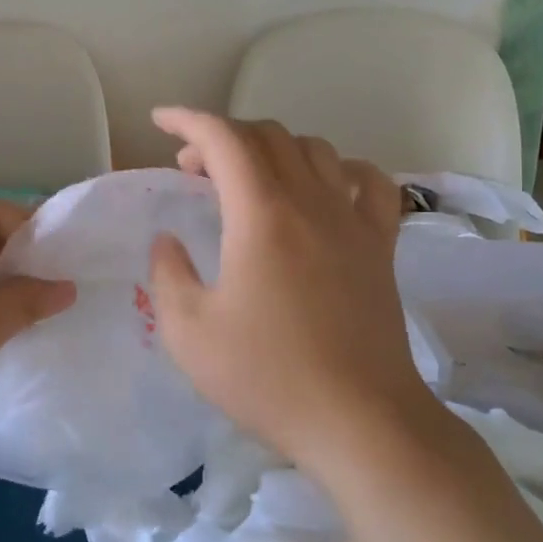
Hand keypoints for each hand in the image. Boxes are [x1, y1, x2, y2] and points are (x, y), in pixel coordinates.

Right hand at [148, 108, 440, 469]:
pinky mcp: (382, 247)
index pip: (224, 139)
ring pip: (315, 150)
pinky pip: (370, 183)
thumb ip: (168, 274)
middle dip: (222, 137)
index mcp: (261, 215)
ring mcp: (353, 221)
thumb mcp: (189, 332)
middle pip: (268, 136)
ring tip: (248, 178)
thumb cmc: (268, 376)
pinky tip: (325, 187)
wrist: (361, 421)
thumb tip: (168, 240)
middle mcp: (310, 202)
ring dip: (273, 148)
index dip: (188, 120)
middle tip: (193, 169)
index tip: (161, 121)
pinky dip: (341, 169)